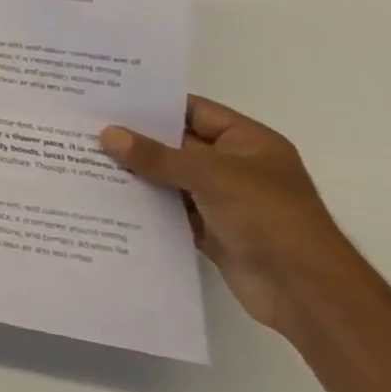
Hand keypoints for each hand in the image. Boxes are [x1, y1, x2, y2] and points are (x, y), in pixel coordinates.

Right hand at [100, 97, 363, 336]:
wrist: (307, 293)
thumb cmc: (270, 218)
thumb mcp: (212, 176)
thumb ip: (157, 156)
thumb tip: (107, 134)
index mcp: (247, 142)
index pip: (192, 110)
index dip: (152, 104)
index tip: (106, 98)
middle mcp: (234, 167)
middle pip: (175, 145)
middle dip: (135, 139)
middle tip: (84, 127)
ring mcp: (221, 200)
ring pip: (168, 178)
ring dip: (134, 173)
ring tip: (84, 158)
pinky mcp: (209, 231)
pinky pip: (168, 210)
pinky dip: (143, 205)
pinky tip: (104, 197)